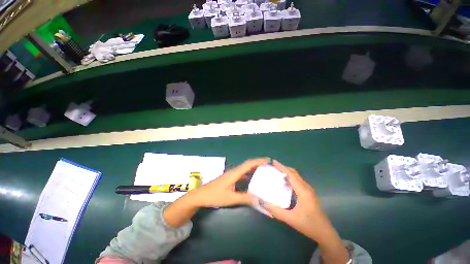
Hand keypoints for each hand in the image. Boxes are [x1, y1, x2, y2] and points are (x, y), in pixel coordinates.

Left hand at [163, 158, 268, 227]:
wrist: (200, 196)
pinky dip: (248, 175)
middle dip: (258, 163)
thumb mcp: (230, 198)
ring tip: (263, 171)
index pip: (248, 164)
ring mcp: (231, 175)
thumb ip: (244, 198)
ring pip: (244, 169)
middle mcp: (234, 171)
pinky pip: (241, 174)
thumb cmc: (214, 196)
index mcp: (234, 173)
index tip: (268, 160)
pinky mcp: (230, 178)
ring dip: (253, 169)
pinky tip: (252, 180)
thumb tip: (259, 200)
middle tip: (268, 165)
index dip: (258, 161)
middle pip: (247, 164)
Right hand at [261, 160, 326, 239]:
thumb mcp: (290, 219)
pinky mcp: (308, 193)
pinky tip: (284, 182)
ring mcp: (308, 190)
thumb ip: (276, 211)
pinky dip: (290, 177)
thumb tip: (262, 202)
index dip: (281, 167)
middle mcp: (306, 187)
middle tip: (272, 166)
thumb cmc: (308, 225)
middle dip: (283, 167)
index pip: (290, 175)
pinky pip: (297, 181)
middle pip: (294, 173)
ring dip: (286, 172)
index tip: (272, 161)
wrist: (325, 233)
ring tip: (276, 172)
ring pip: (296, 176)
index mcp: (303, 191)